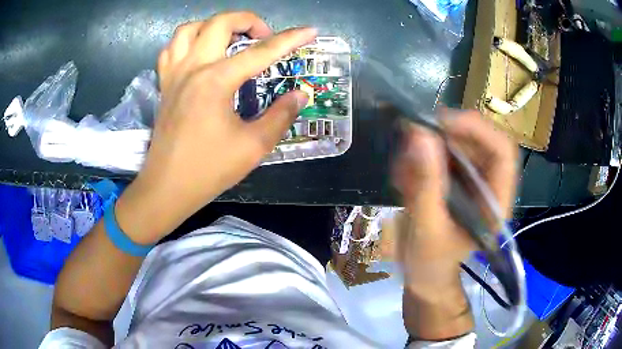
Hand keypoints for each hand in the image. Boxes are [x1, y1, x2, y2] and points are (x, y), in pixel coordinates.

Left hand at [116, 12, 316, 243]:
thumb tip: (300, 95)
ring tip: (229, 38)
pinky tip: (199, 52)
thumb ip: (281, 115)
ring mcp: (174, 74)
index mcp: (216, 81)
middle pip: (220, 22)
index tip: (310, 31)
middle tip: (264, 36)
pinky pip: (171, 48)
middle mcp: (193, 68)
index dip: (290, 39)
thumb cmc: (208, 170)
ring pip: (189, 29)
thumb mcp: (253, 146)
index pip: (261, 52)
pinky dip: (187, 41)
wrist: (167, 188)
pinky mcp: (164, 84)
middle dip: (248, 20)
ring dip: (213, 25)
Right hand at [393, 110, 517, 289]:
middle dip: (445, 135)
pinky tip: (405, 177)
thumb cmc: (431, 263)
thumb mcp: (427, 228)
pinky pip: (441, 154)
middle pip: (478, 140)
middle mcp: (490, 185)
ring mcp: (473, 181)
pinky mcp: (457, 180)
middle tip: (412, 139)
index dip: (477, 129)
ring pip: (457, 144)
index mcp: (496, 202)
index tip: (441, 124)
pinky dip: (420, 158)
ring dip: (427, 149)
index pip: (502, 151)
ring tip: (404, 172)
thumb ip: (425, 185)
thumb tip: (419, 134)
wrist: (425, 276)